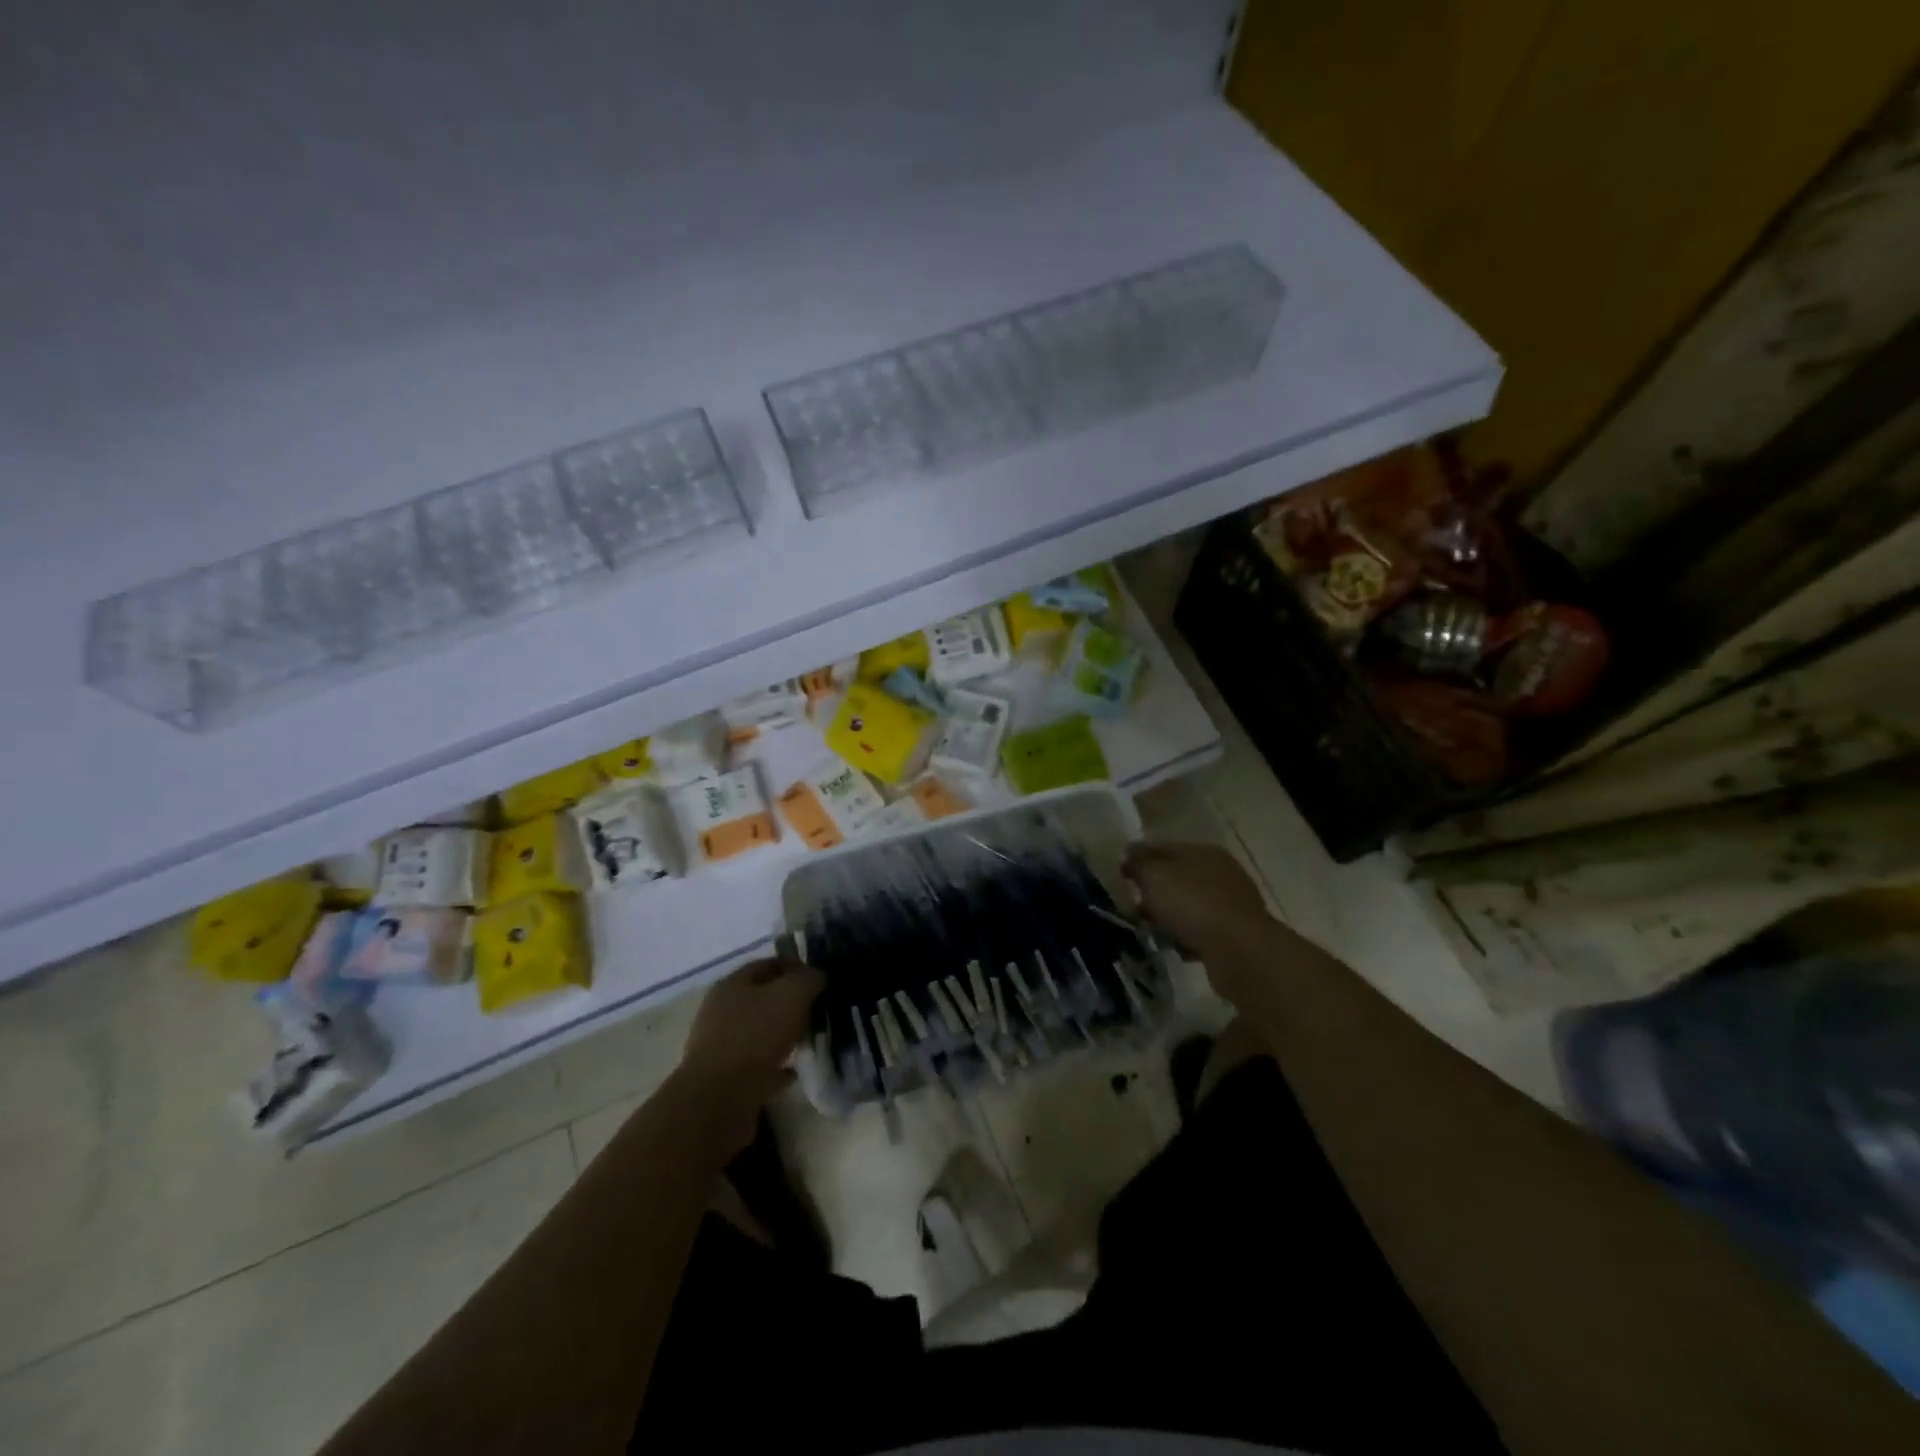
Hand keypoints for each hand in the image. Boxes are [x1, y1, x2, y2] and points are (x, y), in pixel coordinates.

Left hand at [675, 957, 823, 1135]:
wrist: (719, 1100)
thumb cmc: (755, 1036)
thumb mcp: (791, 995)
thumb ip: (807, 979)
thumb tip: (815, 977)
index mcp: (731, 985)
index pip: (767, 964)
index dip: (795, 967)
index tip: (819, 980)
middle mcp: (721, 1012)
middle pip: (762, 999)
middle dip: (790, 1003)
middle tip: (817, 1011)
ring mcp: (720, 1047)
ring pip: (759, 1033)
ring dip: (783, 1036)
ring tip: (809, 1041)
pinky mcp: (725, 1080)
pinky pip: (757, 1066)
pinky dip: (776, 1067)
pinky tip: (794, 1071)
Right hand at [1122, 842, 1284, 1007]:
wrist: (1240, 950)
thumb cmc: (1192, 904)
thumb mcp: (1154, 876)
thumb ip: (1138, 862)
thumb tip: (1128, 854)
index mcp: (1203, 851)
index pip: (1162, 847)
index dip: (1138, 858)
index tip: (1120, 877)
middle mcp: (1221, 871)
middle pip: (1177, 876)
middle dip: (1154, 891)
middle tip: (1135, 907)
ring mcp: (1232, 902)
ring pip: (1189, 904)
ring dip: (1170, 916)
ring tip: (1153, 931)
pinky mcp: (1236, 931)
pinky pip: (1202, 929)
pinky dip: (1188, 936)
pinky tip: (1176, 947)